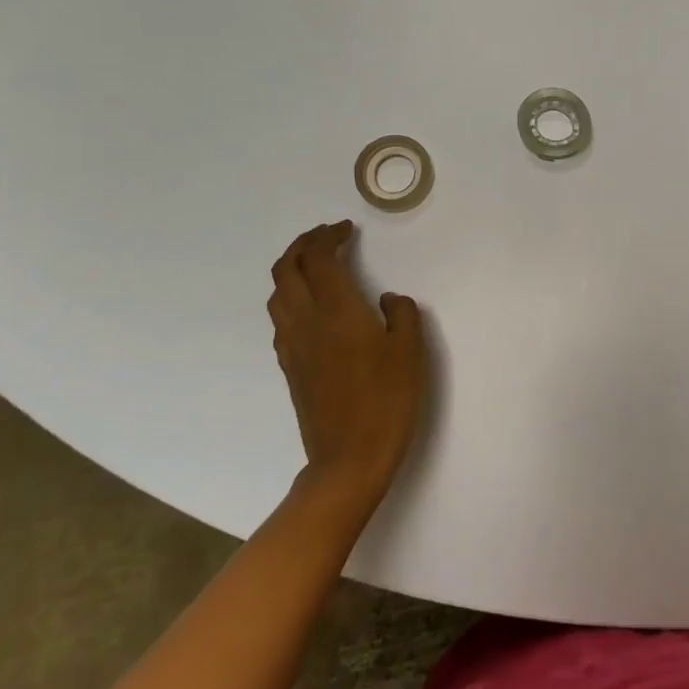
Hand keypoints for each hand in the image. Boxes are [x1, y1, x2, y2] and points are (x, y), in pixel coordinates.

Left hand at [268, 221, 429, 505]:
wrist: (348, 459)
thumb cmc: (387, 400)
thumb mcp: (410, 351)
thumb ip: (401, 314)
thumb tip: (386, 300)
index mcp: (336, 310)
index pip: (319, 258)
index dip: (329, 236)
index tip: (347, 229)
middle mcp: (306, 320)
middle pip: (287, 268)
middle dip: (303, 244)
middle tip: (327, 237)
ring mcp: (292, 345)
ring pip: (278, 293)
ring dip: (292, 269)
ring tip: (317, 265)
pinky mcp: (289, 367)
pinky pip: (281, 317)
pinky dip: (291, 296)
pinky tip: (313, 307)